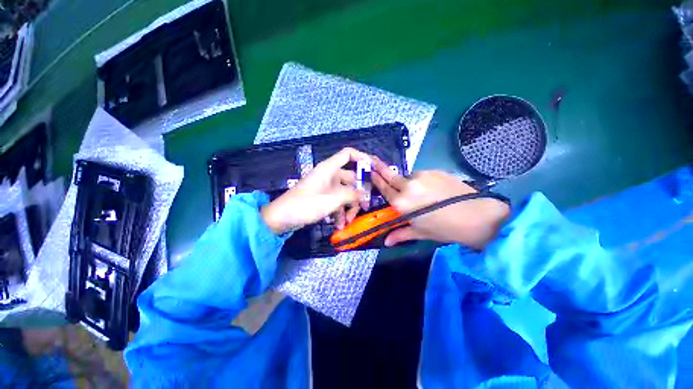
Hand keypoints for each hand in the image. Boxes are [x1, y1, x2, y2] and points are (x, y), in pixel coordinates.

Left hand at [261, 148, 370, 234]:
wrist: (282, 218)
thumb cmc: (306, 204)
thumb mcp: (332, 199)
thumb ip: (351, 195)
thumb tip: (364, 194)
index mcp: (329, 168)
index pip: (348, 154)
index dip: (362, 158)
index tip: (373, 169)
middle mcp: (329, 175)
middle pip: (350, 179)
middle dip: (357, 194)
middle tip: (364, 207)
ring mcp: (326, 187)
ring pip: (344, 193)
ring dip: (348, 207)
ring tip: (347, 222)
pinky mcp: (322, 198)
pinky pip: (336, 201)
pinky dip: (339, 212)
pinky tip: (339, 224)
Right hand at [371, 157, 509, 248]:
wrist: (477, 216)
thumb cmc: (444, 228)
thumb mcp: (420, 232)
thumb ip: (400, 234)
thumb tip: (386, 242)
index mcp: (401, 202)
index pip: (384, 188)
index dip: (376, 180)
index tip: (371, 172)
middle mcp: (408, 186)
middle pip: (391, 175)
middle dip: (381, 169)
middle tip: (375, 162)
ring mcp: (422, 176)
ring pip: (408, 176)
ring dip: (407, 181)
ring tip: (417, 191)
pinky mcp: (434, 171)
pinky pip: (421, 175)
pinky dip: (420, 180)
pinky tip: (429, 189)